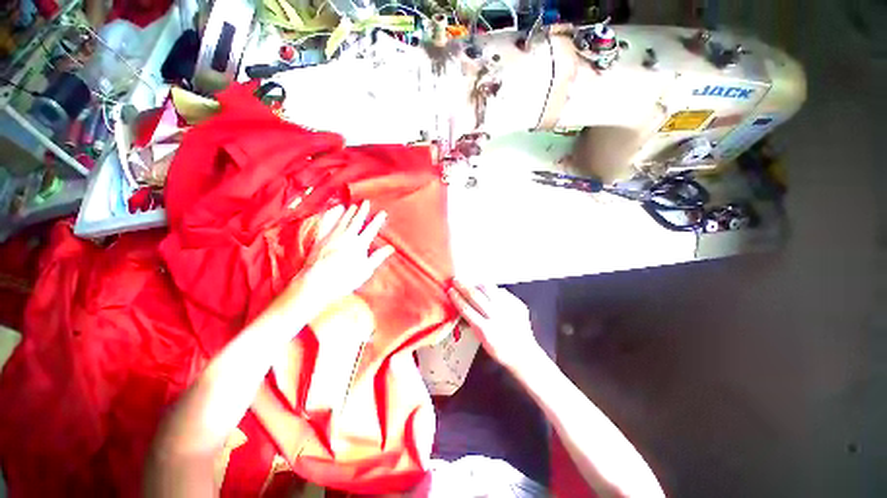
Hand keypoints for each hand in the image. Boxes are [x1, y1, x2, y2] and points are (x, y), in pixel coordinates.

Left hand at [293, 201, 394, 312]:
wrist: (317, 282)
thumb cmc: (345, 279)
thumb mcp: (366, 270)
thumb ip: (378, 257)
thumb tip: (391, 248)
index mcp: (359, 244)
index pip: (371, 229)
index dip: (377, 220)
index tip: (382, 212)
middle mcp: (346, 237)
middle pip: (356, 221)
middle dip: (362, 211)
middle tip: (365, 201)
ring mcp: (332, 237)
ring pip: (343, 221)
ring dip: (348, 212)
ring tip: (352, 205)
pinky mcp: (320, 239)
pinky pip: (327, 225)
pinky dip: (331, 217)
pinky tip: (332, 213)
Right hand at [448, 281, 541, 369]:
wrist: (524, 353)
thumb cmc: (500, 350)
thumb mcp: (482, 341)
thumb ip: (472, 323)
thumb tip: (461, 308)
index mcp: (486, 331)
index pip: (467, 310)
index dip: (457, 298)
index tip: (450, 291)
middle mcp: (498, 318)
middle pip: (476, 296)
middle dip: (464, 286)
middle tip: (456, 280)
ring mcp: (509, 309)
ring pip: (489, 289)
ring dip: (477, 285)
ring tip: (472, 284)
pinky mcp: (517, 304)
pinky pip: (501, 291)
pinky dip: (492, 290)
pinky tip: (488, 292)